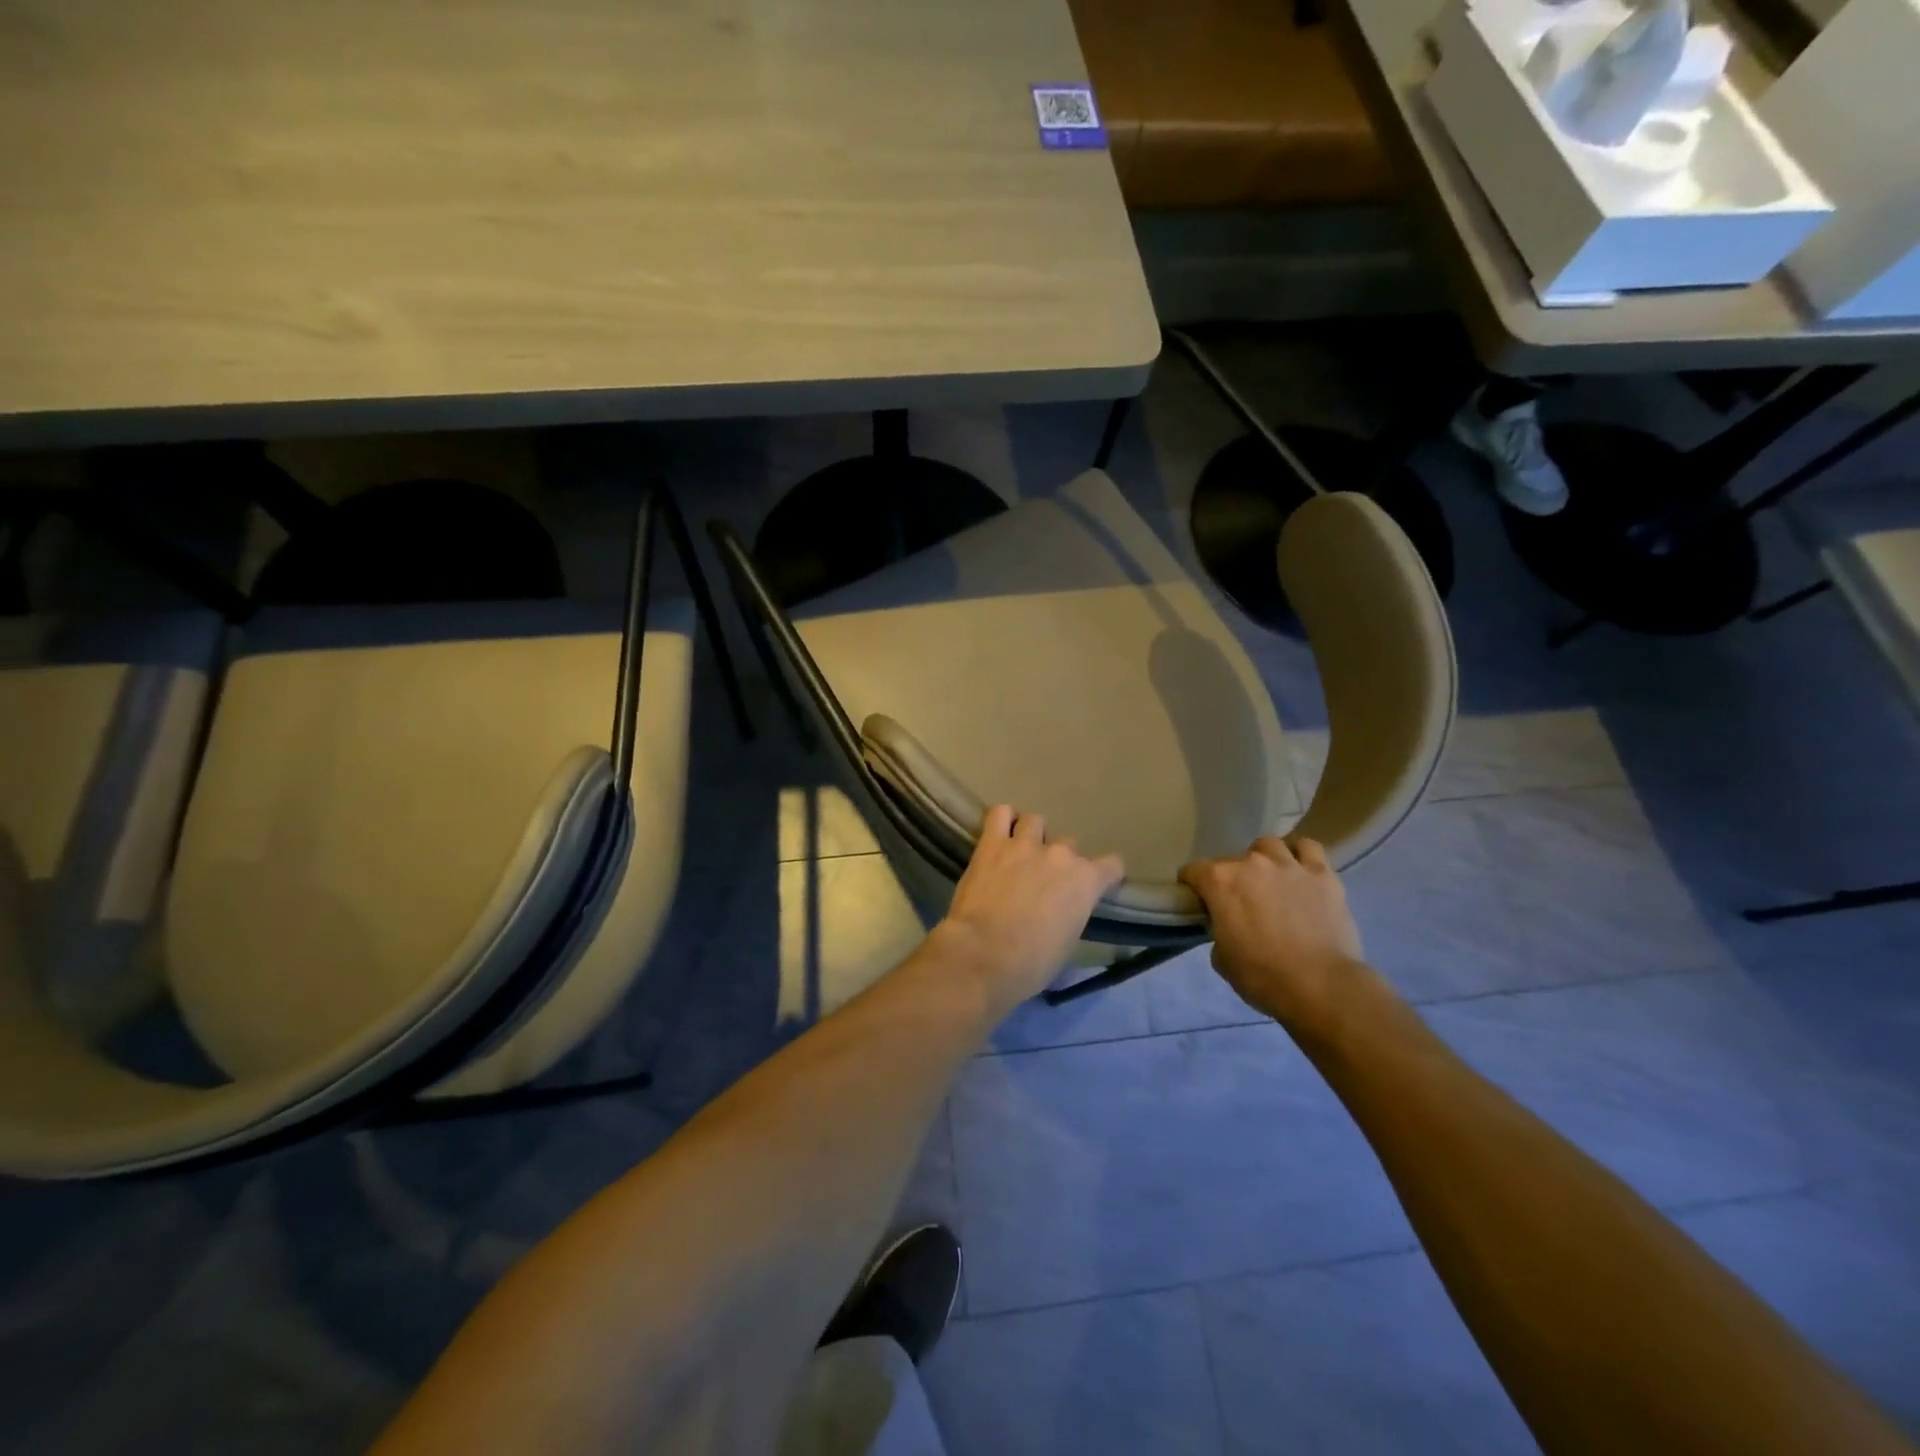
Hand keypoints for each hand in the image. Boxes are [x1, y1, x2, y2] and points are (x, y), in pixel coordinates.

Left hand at [933, 805, 1123, 1019]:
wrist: (984, 955)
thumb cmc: (1032, 964)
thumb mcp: (1067, 945)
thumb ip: (1071, 917)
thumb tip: (1062, 916)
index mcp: (1087, 882)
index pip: (1112, 865)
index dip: (1105, 875)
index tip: (1095, 885)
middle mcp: (1061, 855)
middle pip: (1068, 845)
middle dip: (1058, 860)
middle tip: (1043, 879)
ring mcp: (1026, 844)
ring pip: (1036, 821)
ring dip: (1031, 835)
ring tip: (1020, 852)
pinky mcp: (992, 843)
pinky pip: (1000, 813)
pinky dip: (1002, 820)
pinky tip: (999, 834)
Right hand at [1179, 836, 1367, 1030]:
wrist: (1320, 986)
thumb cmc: (1263, 976)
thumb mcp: (1222, 958)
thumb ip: (1219, 930)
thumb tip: (1228, 925)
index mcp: (1220, 882)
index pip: (1193, 870)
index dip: (1192, 886)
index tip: (1199, 902)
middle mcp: (1251, 863)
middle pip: (1231, 859)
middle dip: (1230, 877)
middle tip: (1238, 900)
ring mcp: (1289, 865)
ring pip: (1269, 845)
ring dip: (1264, 859)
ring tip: (1270, 878)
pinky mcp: (1322, 874)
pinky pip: (1308, 849)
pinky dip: (1301, 856)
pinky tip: (1300, 871)